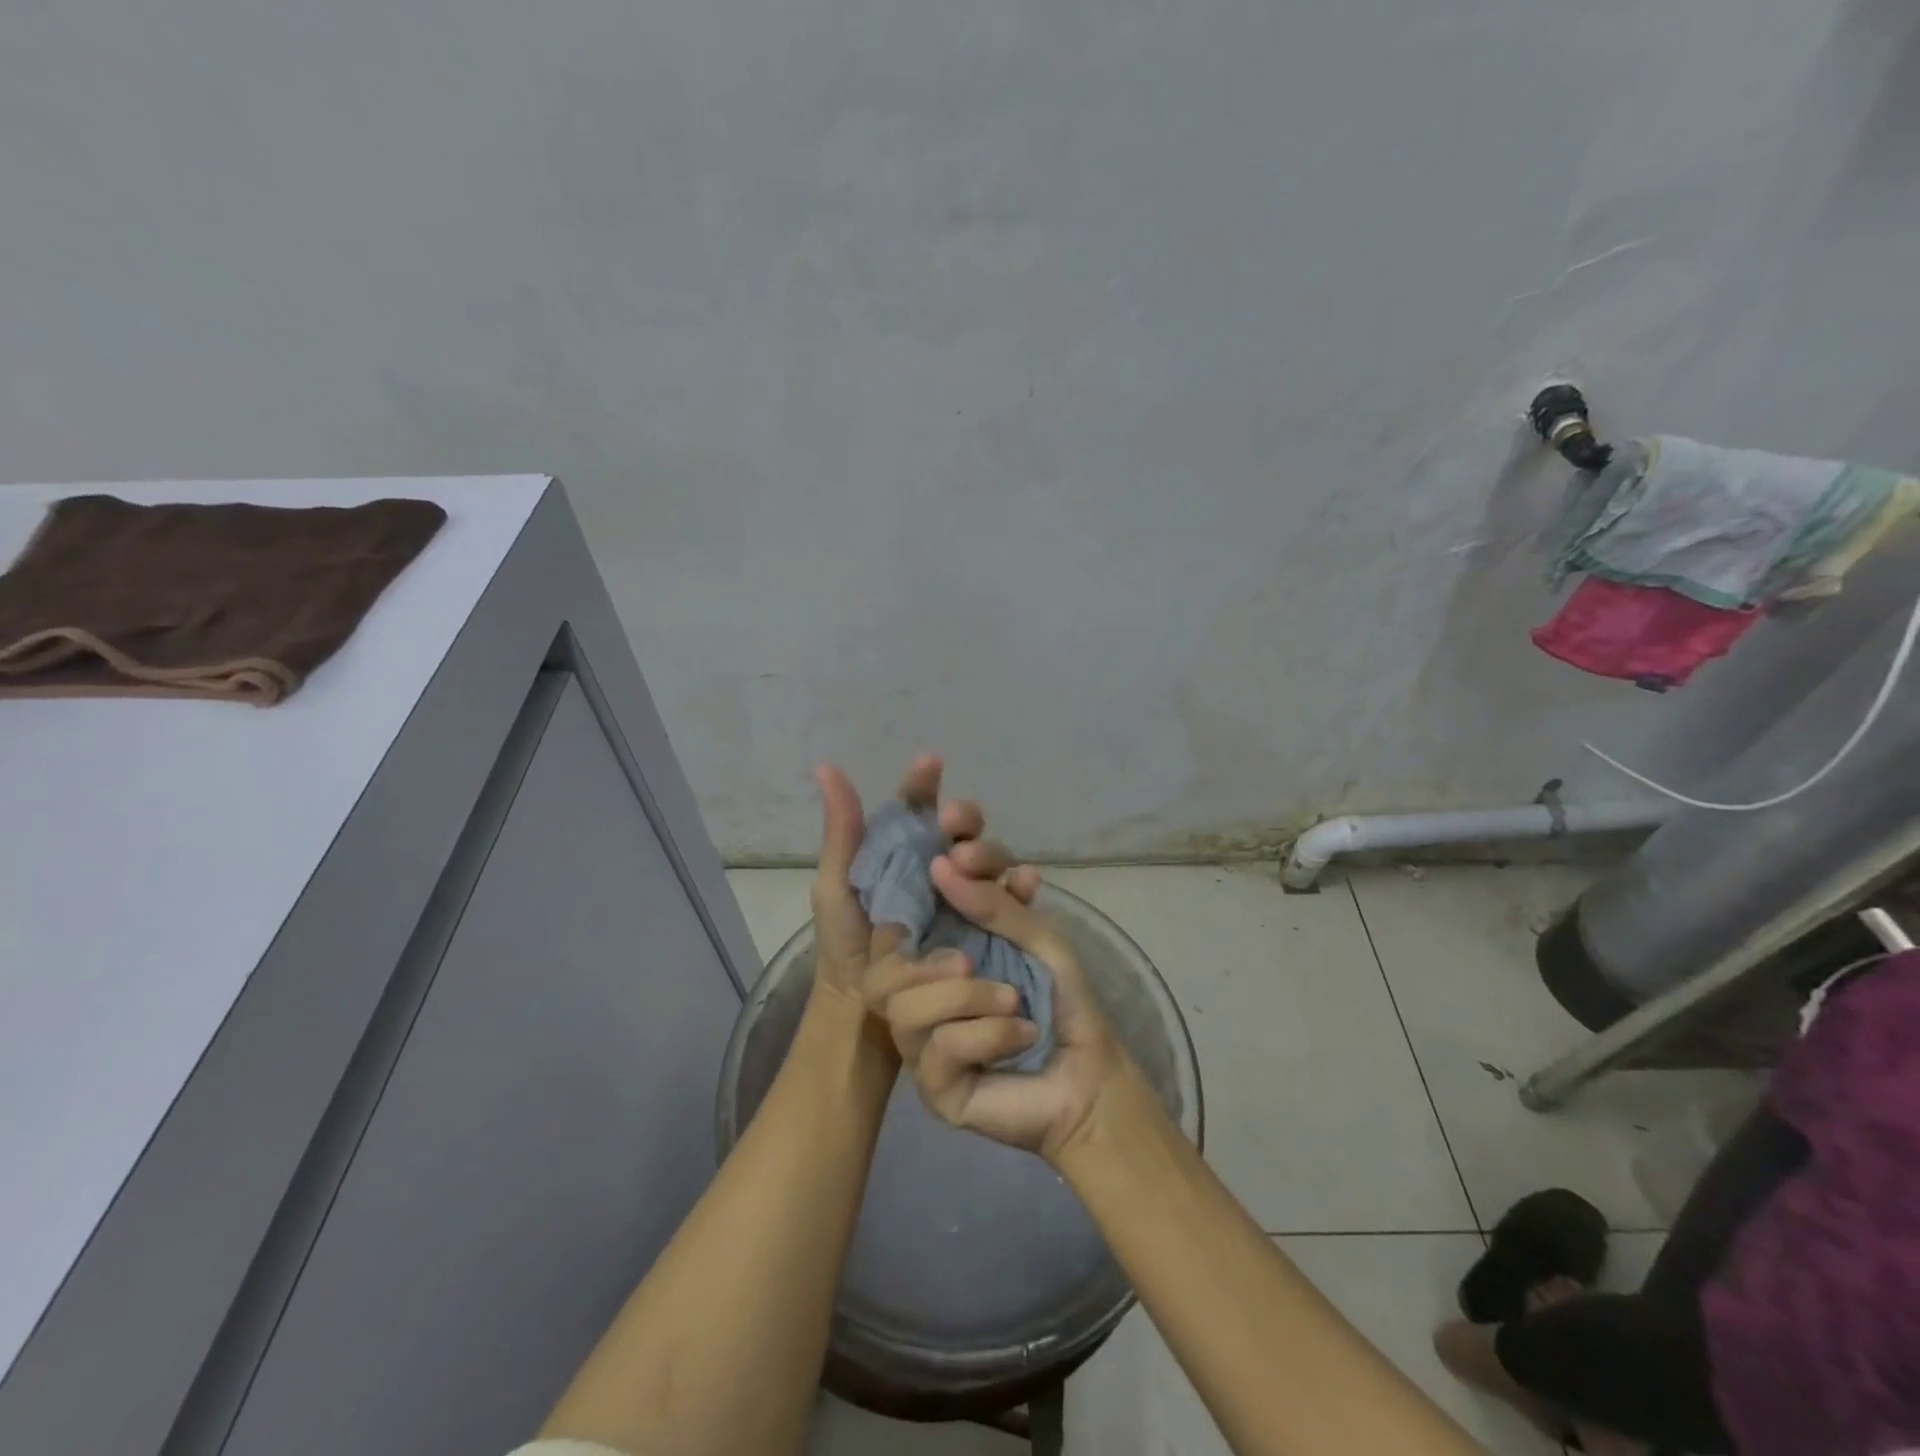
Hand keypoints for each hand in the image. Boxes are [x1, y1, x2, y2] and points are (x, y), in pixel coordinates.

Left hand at [808, 754, 1038, 1015]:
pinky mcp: (989, 927)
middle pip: (965, 829)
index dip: (925, 783)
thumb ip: (842, 830)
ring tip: (971, 859)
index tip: (929, 764)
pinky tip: (1026, 882)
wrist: (864, 1010)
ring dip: (988, 850)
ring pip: (992, 859)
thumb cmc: (847, 944)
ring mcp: (967, 895)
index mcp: (905, 850)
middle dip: (965, 818)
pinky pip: (1013, 901)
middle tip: (953, 822)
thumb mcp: (837, 885)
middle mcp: (941, 865)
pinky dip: (1022, 887)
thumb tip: (826, 768)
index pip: (920, 807)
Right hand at [872, 862, 1128, 1162]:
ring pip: (902, 1008)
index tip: (955, 838)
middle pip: (881, 964)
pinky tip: (1021, 1036)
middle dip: (926, 960)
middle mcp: (920, 988)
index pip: (906, 905)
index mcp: (940, 946)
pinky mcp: (933, 1086)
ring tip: (1014, 1000)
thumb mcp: (1036, 936)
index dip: (922, 868)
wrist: (1091, 1075)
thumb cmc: (1061, 997)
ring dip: (966, 999)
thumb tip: (941, 864)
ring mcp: (921, 1040)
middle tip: (968, 960)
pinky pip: (937, 1049)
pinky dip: (986, 1036)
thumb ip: (994, 903)